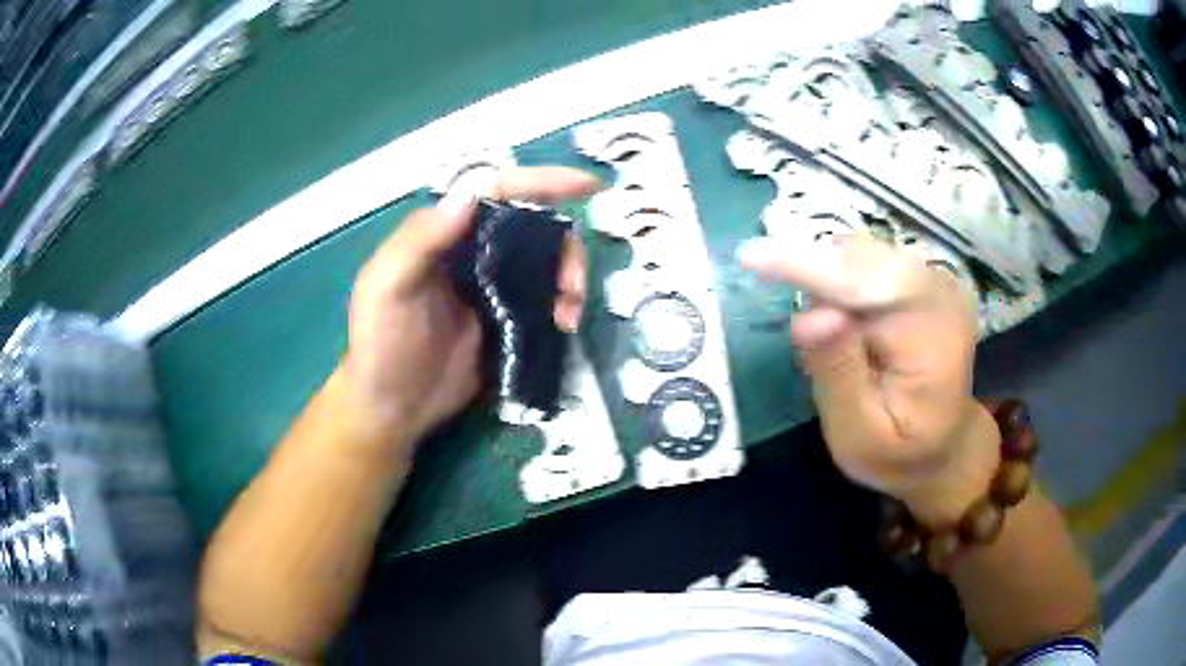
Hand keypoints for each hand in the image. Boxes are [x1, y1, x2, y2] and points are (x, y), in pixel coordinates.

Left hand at [338, 167, 600, 458]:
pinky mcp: (506, 316)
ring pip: (545, 260)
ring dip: (568, 277)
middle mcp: (471, 249)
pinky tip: (564, 325)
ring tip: (569, 315)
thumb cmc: (381, 345)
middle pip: (533, 224)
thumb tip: (470, 196)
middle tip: (573, 286)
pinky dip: (562, 303)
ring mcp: (491, 284)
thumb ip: (420, 240)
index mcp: (442, 233)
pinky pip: (544, 296)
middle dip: (564, 246)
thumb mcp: (387, 288)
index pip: (496, 191)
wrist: (393, 408)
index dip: (541, 181)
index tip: (587, 186)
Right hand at [739, 231, 1000, 524]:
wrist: (940, 445)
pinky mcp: (918, 279)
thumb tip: (808, 316)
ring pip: (859, 253)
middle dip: (813, 270)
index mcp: (934, 331)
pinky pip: (866, 261)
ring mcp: (931, 279)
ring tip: (822, 336)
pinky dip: (837, 280)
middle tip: (777, 300)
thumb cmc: (898, 451)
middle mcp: (938, 291)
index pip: (866, 282)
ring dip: (824, 277)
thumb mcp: (860, 435)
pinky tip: (840, 322)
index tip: (751, 257)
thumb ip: (837, 376)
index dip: (808, 265)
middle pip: (861, 257)